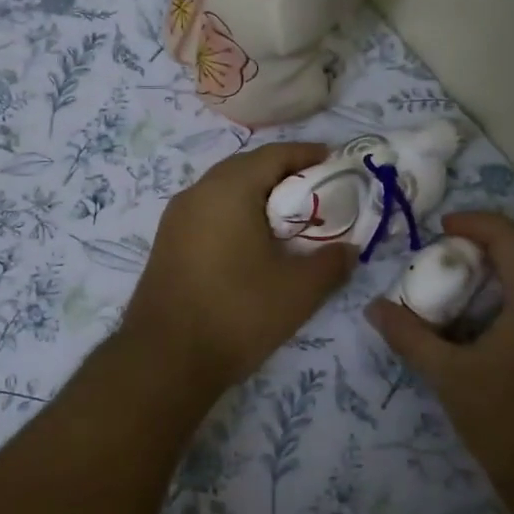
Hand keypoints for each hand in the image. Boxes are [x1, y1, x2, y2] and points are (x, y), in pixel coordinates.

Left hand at [124, 143, 355, 391]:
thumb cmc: (237, 313)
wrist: (165, 359)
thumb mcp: (298, 291)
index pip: (274, 154)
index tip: (335, 162)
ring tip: (288, 218)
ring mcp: (176, 218)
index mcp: (228, 189)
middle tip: (316, 192)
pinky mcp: (166, 242)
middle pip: (246, 167)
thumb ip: (331, 263)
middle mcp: (197, 192)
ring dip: (257, 195)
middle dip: (283, 173)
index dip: (307, 154)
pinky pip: (208, 212)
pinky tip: (252, 242)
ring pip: (224, 190)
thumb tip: (348, 249)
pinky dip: (235, 214)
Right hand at [366, 212, 513, 483]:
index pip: (510, 236)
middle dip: (496, 234)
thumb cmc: (508, 422)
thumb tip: (374, 308)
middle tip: (457, 245)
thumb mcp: (449, 376)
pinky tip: (503, 306)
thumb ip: (410, 336)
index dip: (474, 223)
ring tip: (478, 268)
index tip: (440, 228)